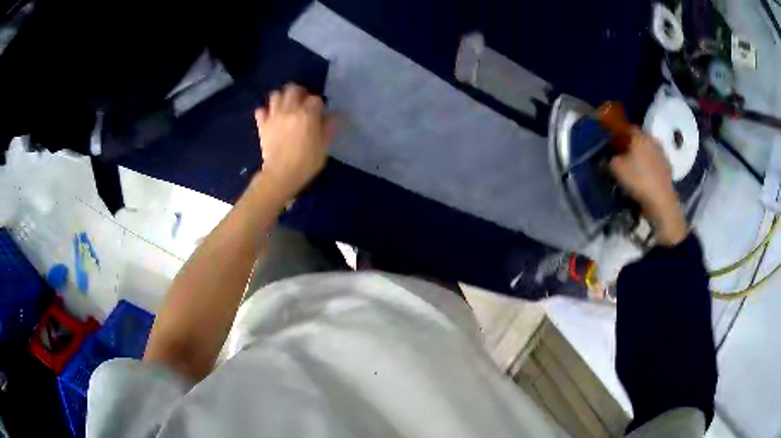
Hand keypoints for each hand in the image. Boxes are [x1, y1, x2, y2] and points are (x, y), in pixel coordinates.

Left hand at [255, 83, 335, 199]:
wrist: (281, 175)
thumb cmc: (306, 162)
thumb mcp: (324, 146)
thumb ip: (328, 128)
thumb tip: (334, 115)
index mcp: (307, 114)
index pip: (315, 98)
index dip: (318, 104)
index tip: (320, 113)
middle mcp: (289, 110)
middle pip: (293, 89)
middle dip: (299, 93)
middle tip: (302, 103)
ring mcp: (273, 116)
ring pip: (275, 95)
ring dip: (281, 98)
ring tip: (286, 107)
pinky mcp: (262, 124)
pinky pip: (260, 110)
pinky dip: (265, 111)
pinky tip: (270, 117)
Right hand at [610, 128, 687, 245]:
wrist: (661, 201)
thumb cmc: (638, 180)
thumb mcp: (617, 169)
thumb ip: (612, 159)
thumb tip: (613, 157)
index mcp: (640, 136)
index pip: (628, 128)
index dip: (620, 134)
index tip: (614, 143)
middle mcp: (653, 141)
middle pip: (640, 139)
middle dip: (632, 146)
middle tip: (624, 156)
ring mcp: (662, 155)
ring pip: (649, 151)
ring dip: (643, 157)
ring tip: (635, 169)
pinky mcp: (668, 169)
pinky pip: (655, 164)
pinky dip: (650, 168)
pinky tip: (645, 178)